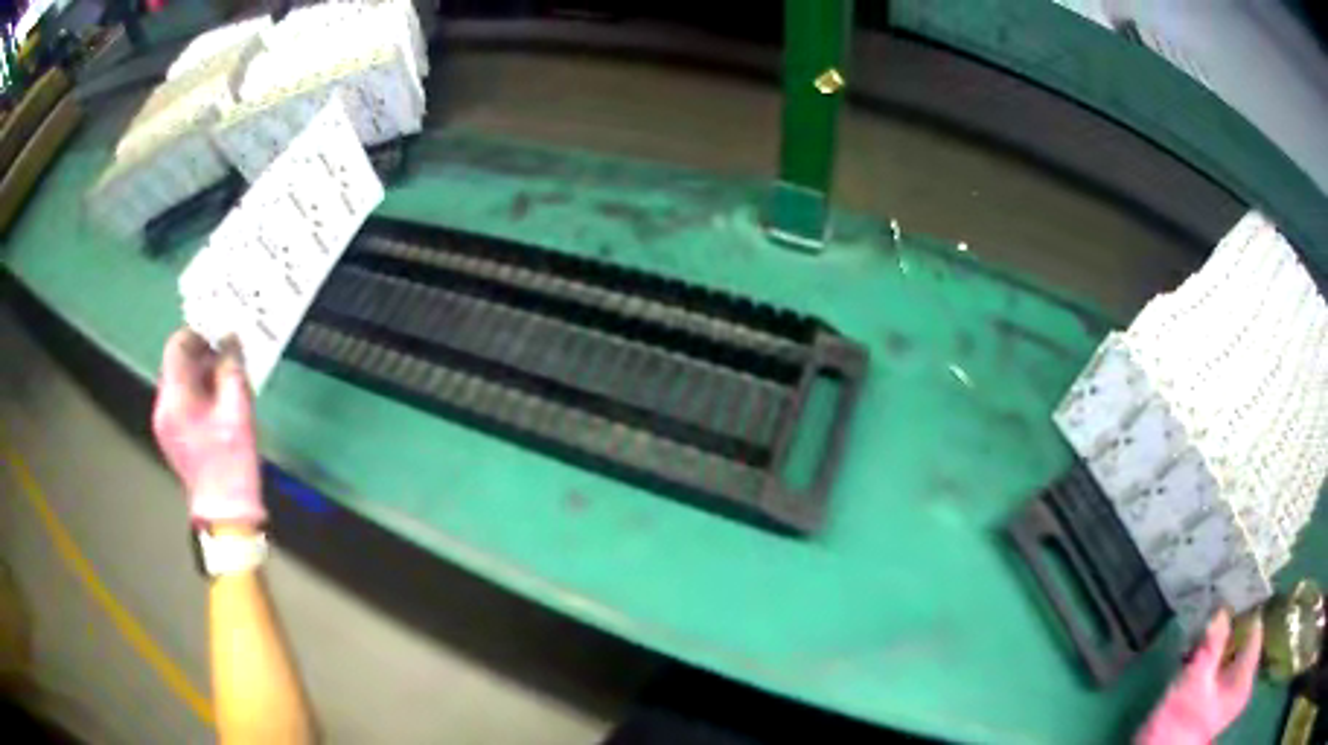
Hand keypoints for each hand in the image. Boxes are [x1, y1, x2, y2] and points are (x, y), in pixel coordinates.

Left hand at [152, 329, 266, 527]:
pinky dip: (196, 394)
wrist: (225, 514)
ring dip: (200, 376)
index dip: (197, 333)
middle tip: (227, 358)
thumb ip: (231, 367)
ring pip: (179, 384)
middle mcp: (163, 408)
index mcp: (174, 398)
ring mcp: (164, 425)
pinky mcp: (171, 438)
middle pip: (176, 365)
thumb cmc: (231, 461)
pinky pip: (180, 403)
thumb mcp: (237, 409)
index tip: (218, 334)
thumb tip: (230, 338)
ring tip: (225, 382)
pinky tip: (217, 405)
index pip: (176, 346)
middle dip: (201, 356)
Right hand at [1136, 610, 1262, 744]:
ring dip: (1218, 641)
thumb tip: (1224, 606)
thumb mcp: (1196, 679)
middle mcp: (1242, 683)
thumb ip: (1213, 641)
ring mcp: (1227, 695)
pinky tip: (1197, 649)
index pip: (1255, 628)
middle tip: (1215, 606)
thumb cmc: (1181, 721)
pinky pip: (1220, 667)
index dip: (1245, 608)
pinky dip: (1211, 657)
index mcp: (1246, 677)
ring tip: (1203, 626)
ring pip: (1230, 654)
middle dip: (1229, 625)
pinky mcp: (1214, 702)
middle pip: (1243, 641)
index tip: (1233, 587)